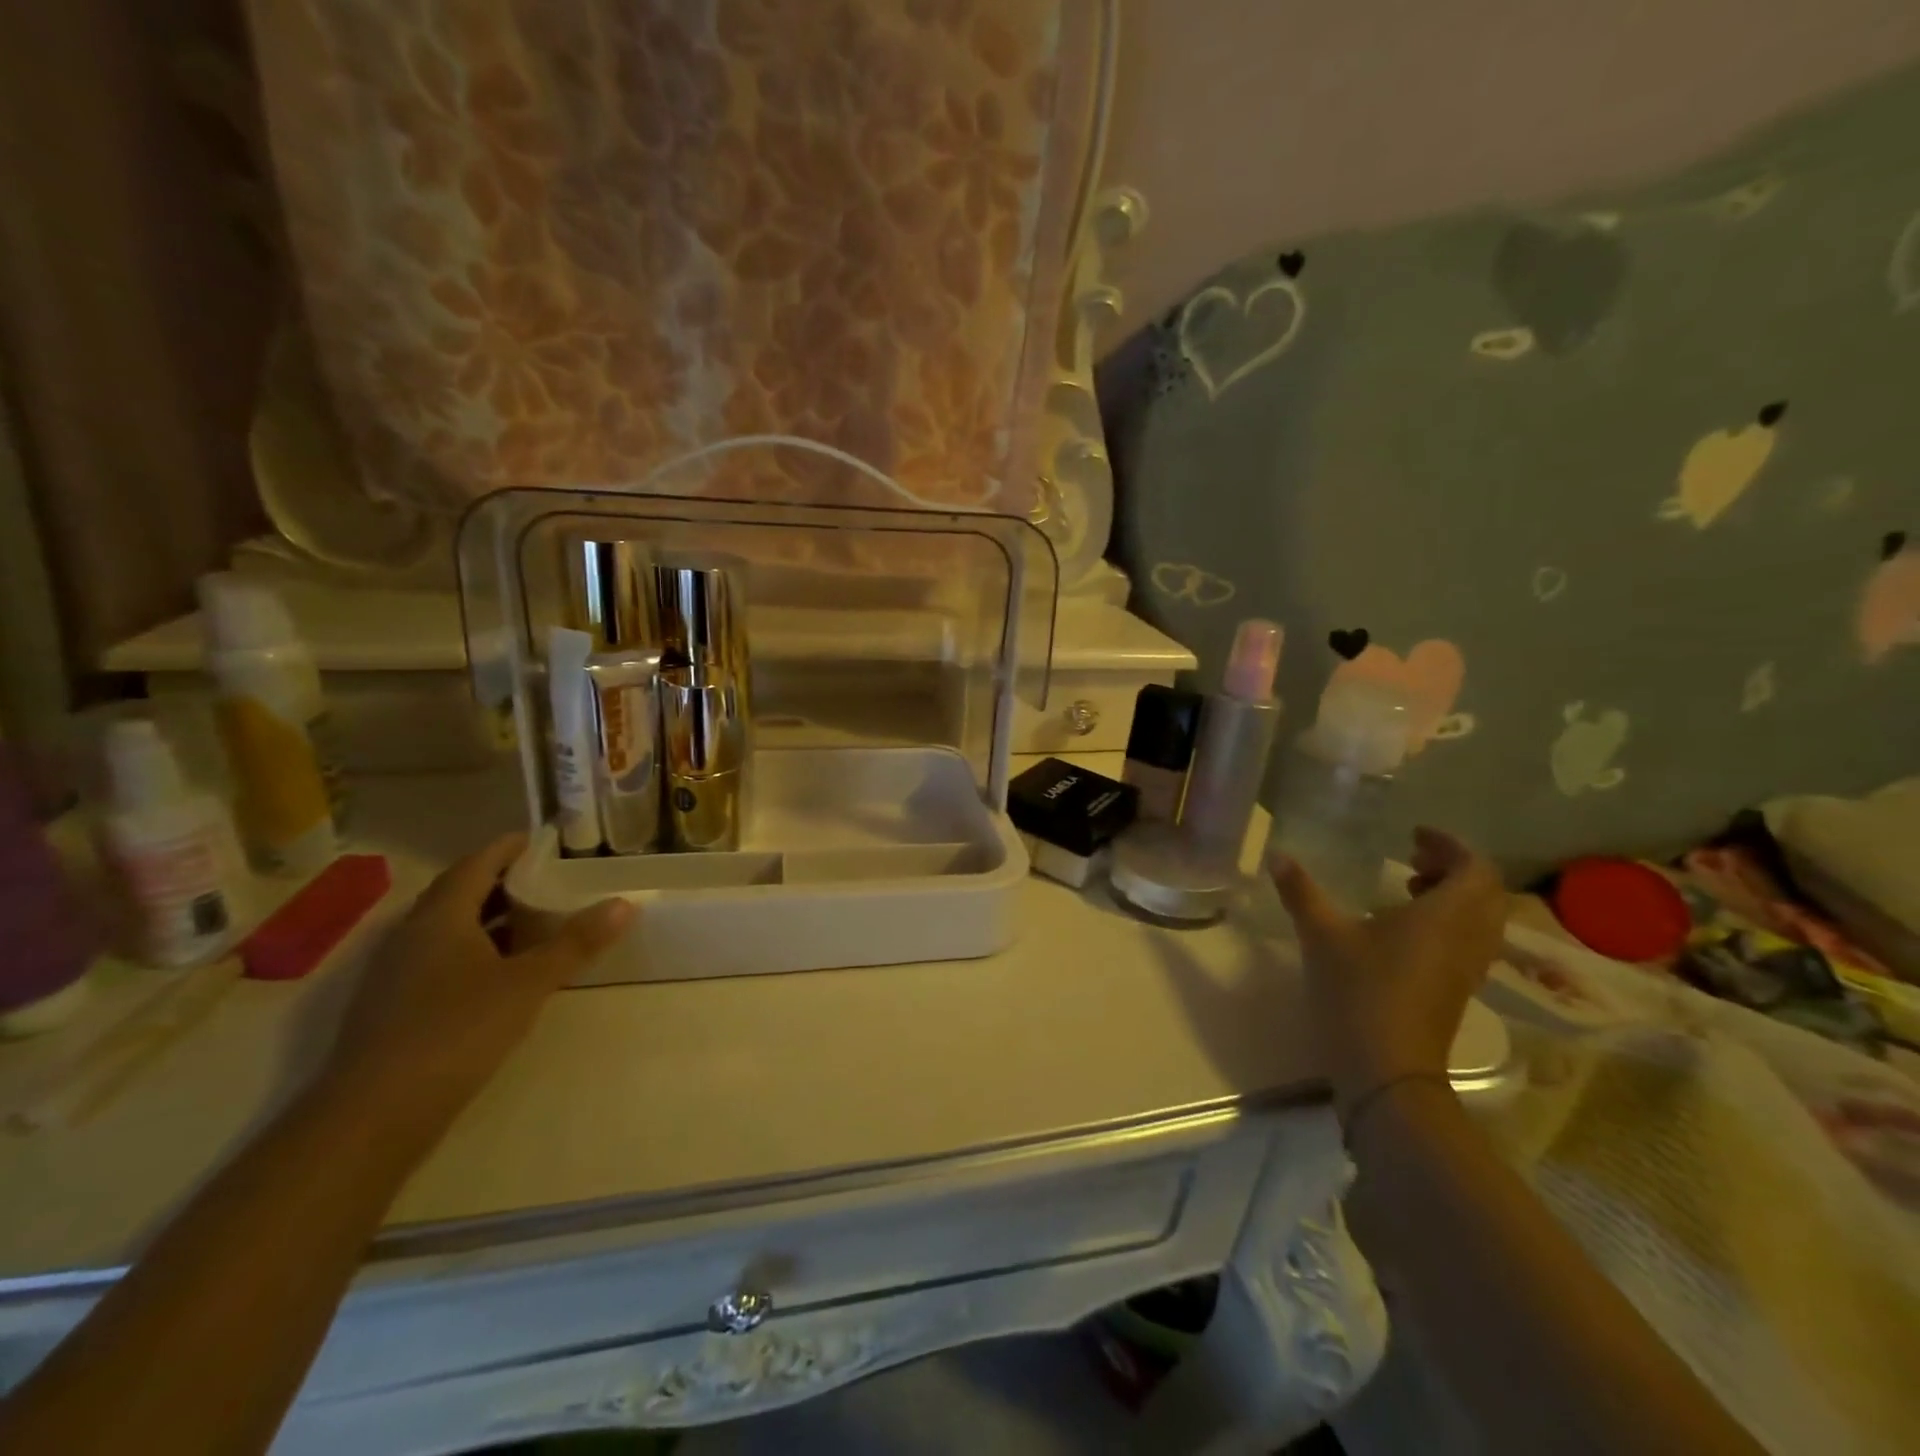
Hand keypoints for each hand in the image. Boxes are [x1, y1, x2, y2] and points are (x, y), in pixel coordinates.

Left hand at [314, 834, 632, 1149]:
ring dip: (485, 918)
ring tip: (529, 921)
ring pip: (445, 928)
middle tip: (541, 878)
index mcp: (440, 918)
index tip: (537, 840)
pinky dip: (471, 949)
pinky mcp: (391, 1007)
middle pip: (456, 893)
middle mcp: (410, 935)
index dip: (506, 848)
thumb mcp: (528, 984)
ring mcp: (394, 973)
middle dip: (498, 881)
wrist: (372, 1116)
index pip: (475, 864)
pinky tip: (496, 972)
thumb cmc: (456, 1031)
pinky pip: (436, 958)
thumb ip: (576, 943)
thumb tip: (625, 904)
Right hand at [1271, 827, 1504, 1112]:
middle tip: (1412, 859)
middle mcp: (1469, 938)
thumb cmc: (1359, 991)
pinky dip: (1448, 922)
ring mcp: (1467, 968)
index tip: (1413, 836)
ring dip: (1454, 895)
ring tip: (1408, 889)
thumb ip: (1301, 891)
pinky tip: (1404, 930)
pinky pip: (1469, 941)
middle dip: (1454, 867)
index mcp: (1446, 916)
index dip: (1450, 845)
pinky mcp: (1458, 991)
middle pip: (1486, 892)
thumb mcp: (1322, 935)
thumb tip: (1277, 855)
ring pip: (1481, 919)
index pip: (1476, 868)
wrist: (1385, 1070)